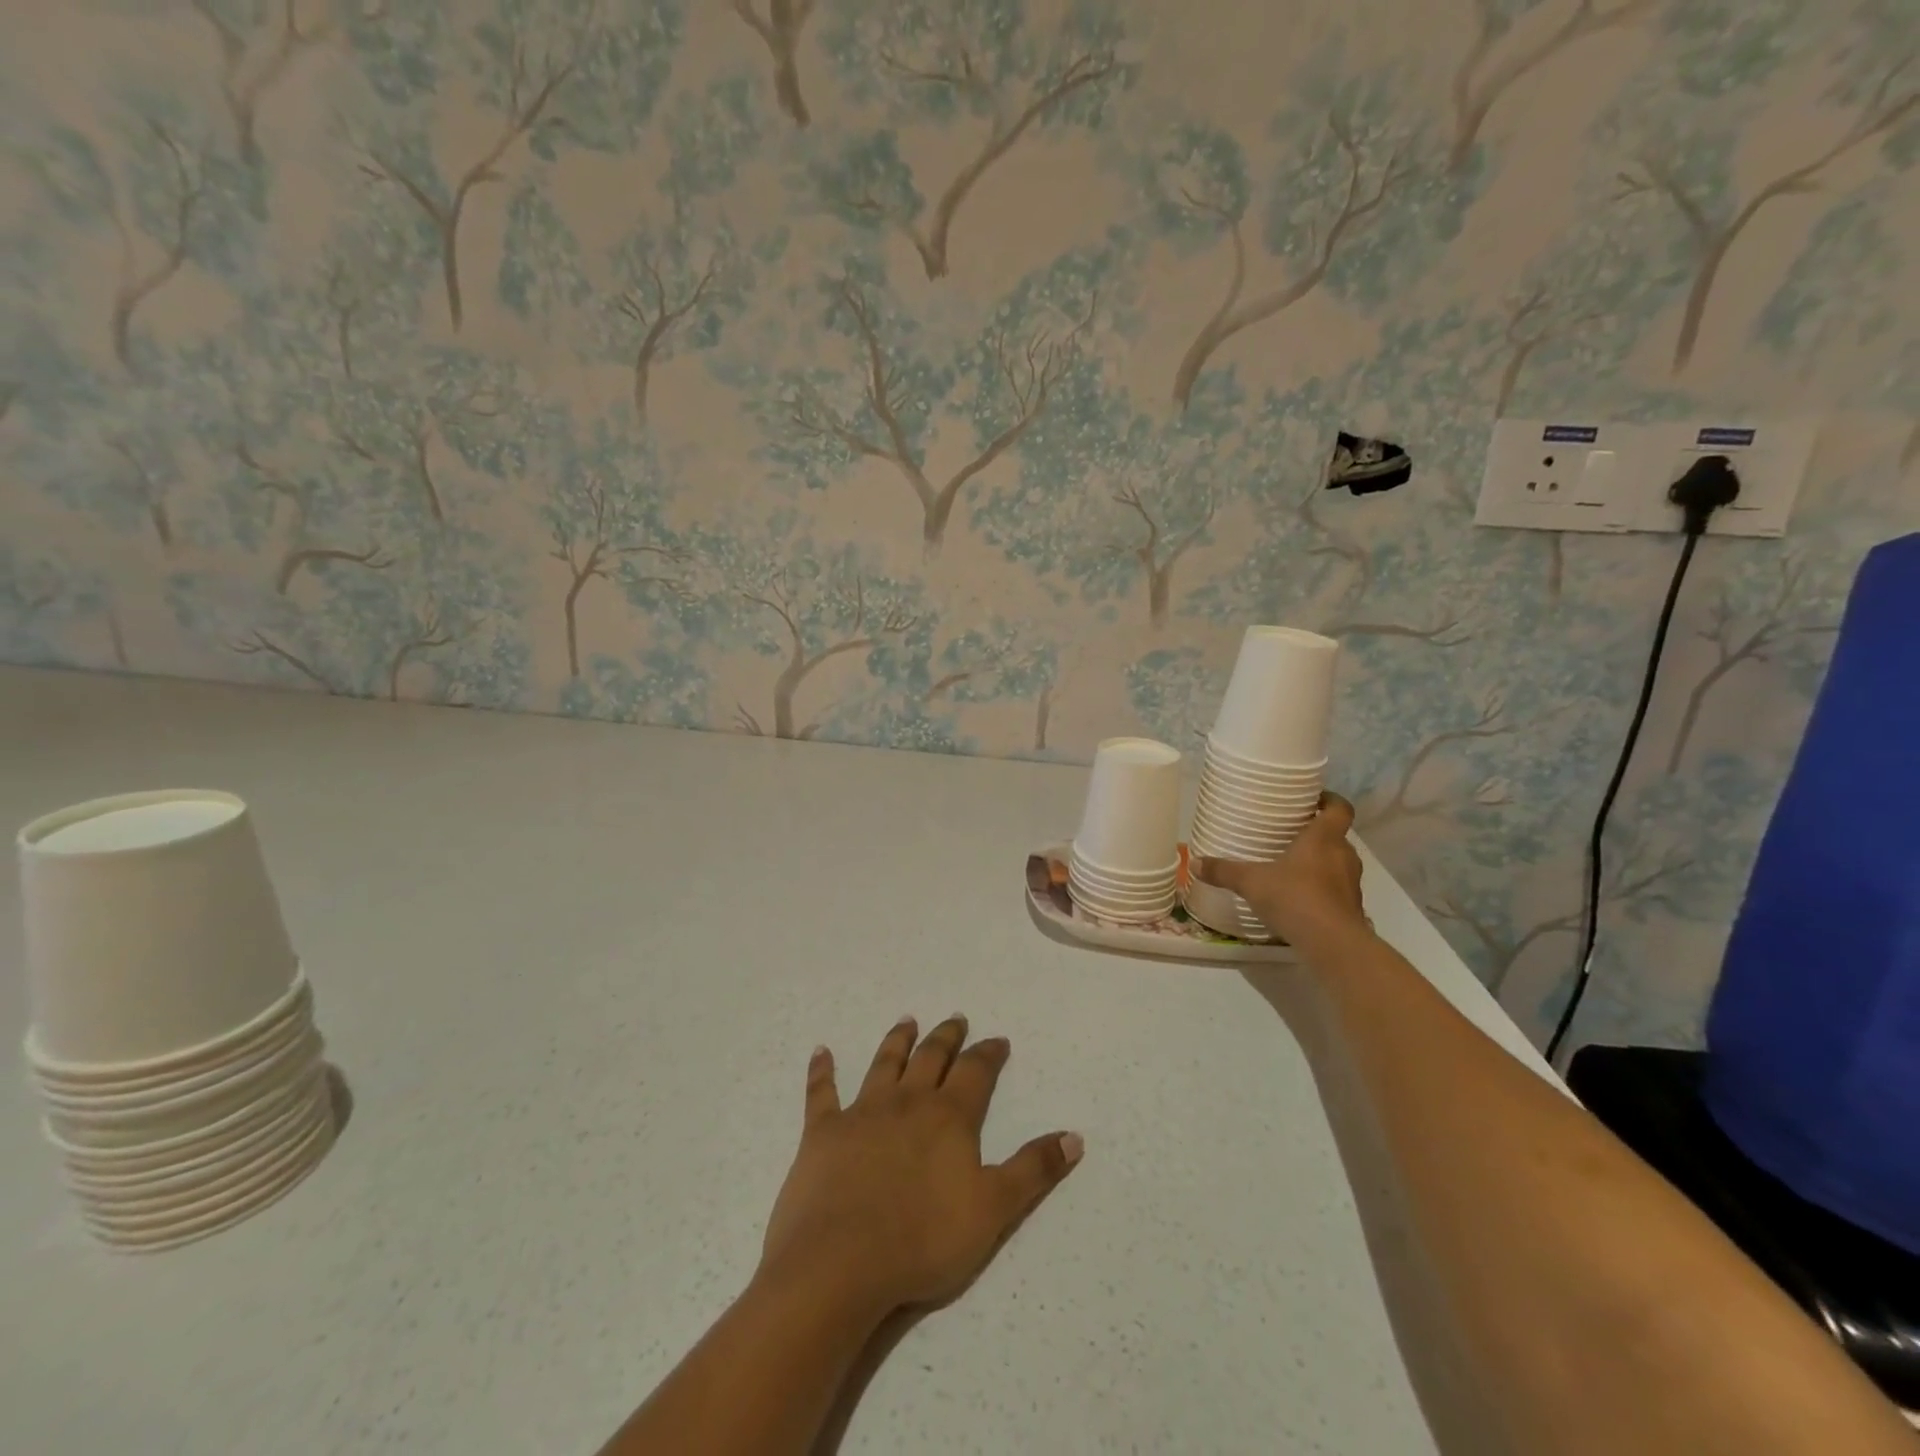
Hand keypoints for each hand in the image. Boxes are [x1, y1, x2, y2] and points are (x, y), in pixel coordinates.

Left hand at [759, 1016, 1082, 1320]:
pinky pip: (822, 1093)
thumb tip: (1074, 1136)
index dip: (988, 1054)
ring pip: (884, 1064)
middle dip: (947, 1037)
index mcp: (948, 1117)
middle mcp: (906, 1102)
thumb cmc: (923, 1240)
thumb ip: (1033, 1170)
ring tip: (907, 1021)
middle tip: (955, 1019)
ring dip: (897, 1041)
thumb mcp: (994, 1210)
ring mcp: (862, 1113)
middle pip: (931, 1058)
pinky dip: (822, 1070)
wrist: (840, 1263)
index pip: (975, 1072)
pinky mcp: (823, 1132)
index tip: (998, 1040)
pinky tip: (821, 1051)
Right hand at [1197, 792, 1368, 951]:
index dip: (1331, 800)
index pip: (1340, 809)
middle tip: (1292, 834)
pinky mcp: (1352, 908)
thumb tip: (1194, 862)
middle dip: (1318, 834)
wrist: (1332, 944)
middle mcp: (1344, 855)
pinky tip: (1299, 898)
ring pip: (1337, 863)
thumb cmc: (1295, 897)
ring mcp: (1351, 884)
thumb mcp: (1251, 882)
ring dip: (1321, 862)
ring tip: (1292, 866)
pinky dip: (1322, 889)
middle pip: (1337, 836)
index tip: (1315, 798)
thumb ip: (1224, 871)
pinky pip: (1336, 890)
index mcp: (1324, 838)